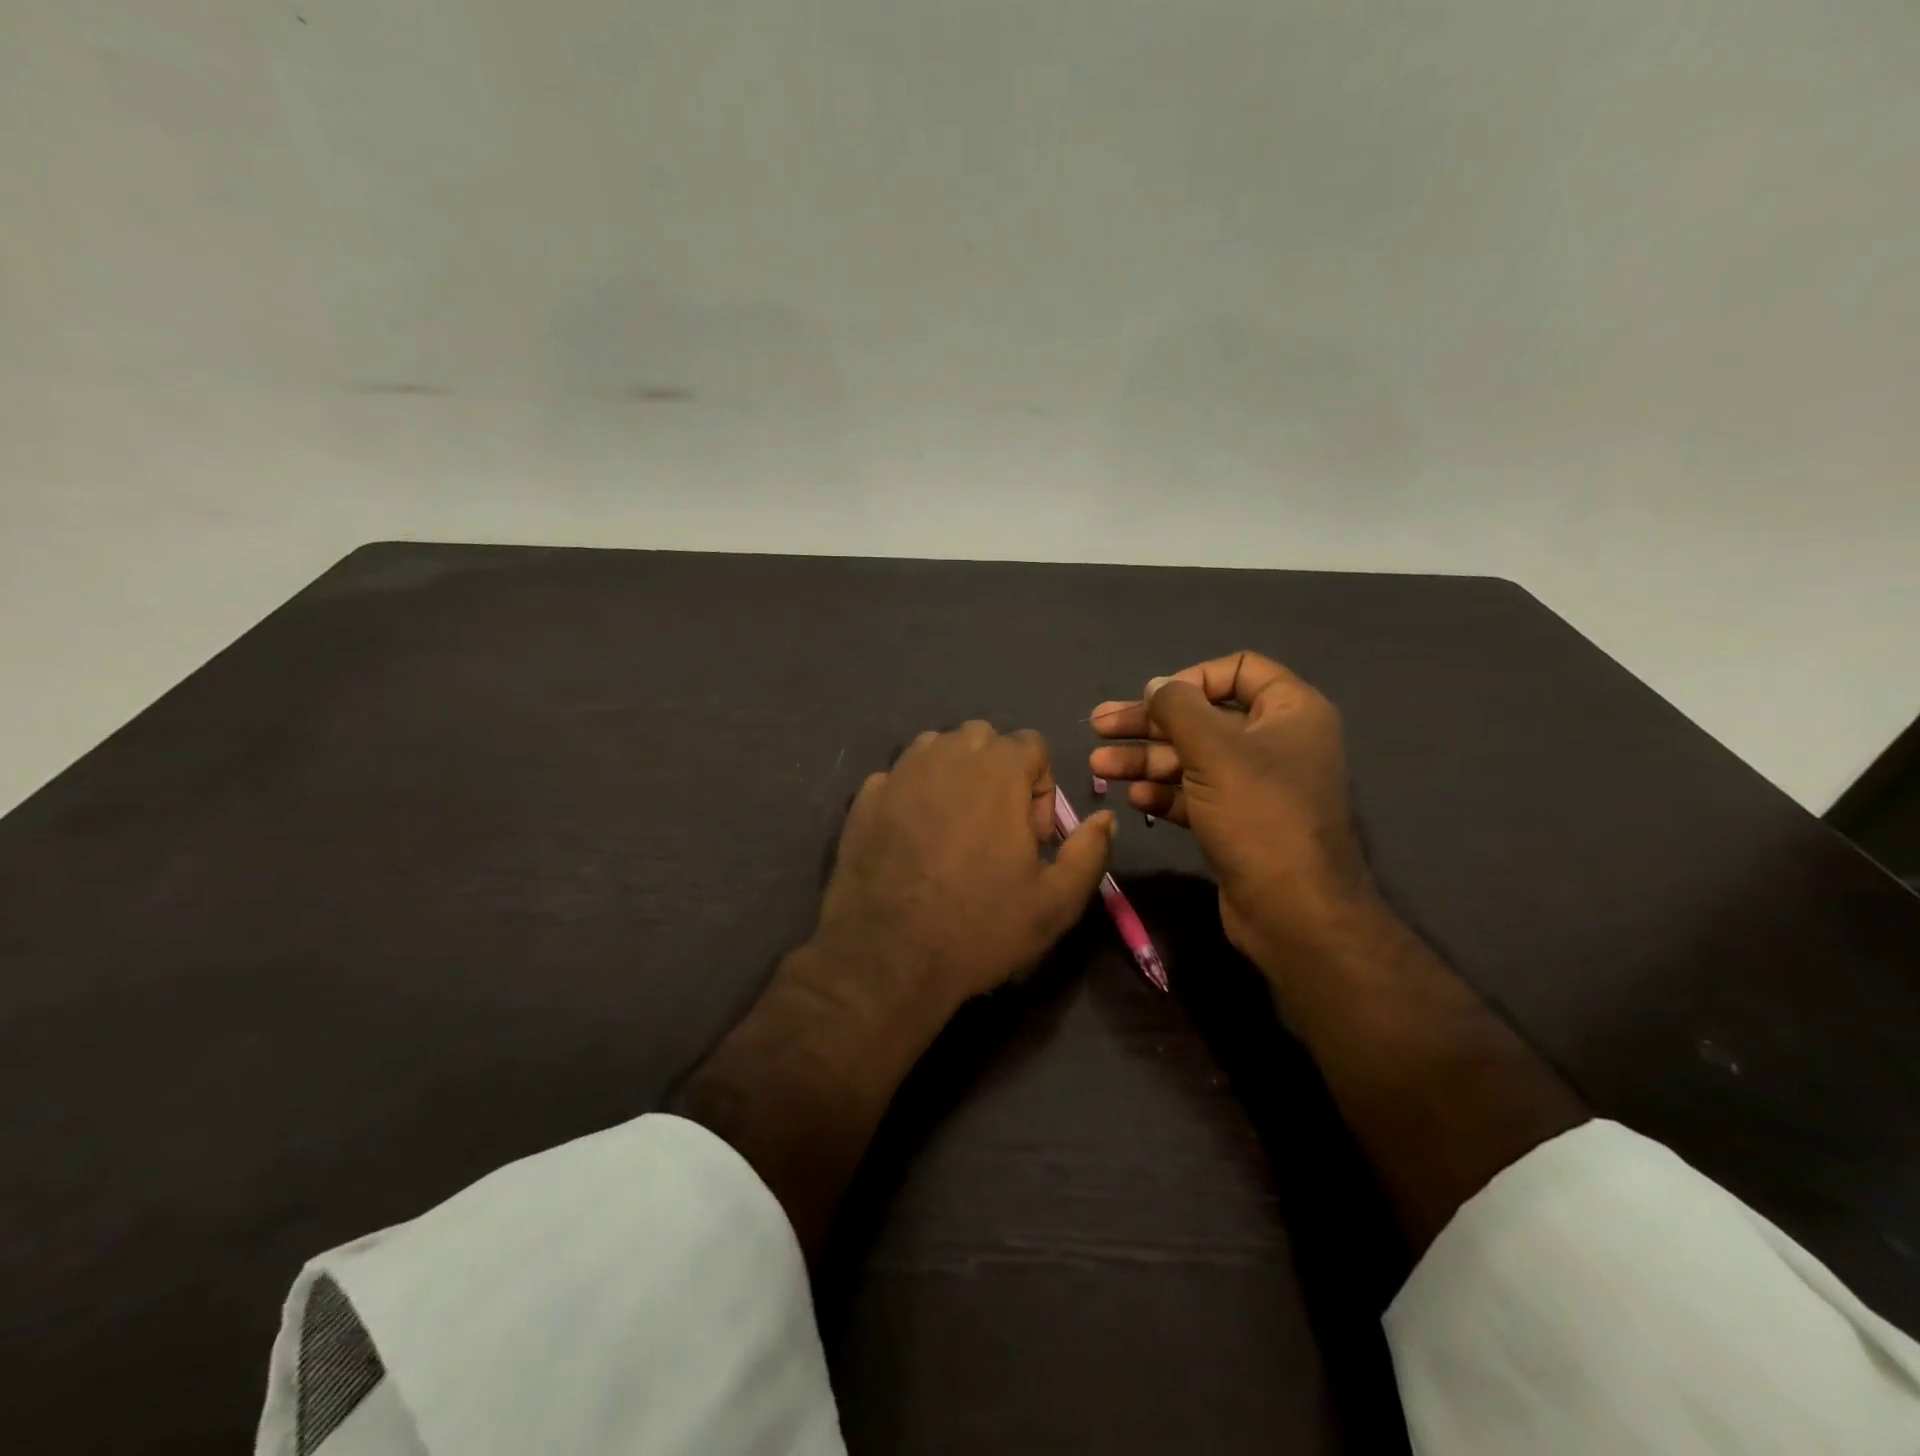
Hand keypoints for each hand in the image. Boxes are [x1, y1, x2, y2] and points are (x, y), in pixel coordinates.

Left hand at [808, 721, 1115, 1023]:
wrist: (888, 959)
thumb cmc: (980, 928)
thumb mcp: (1056, 902)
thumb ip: (1090, 851)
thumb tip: (1106, 817)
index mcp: (997, 771)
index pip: (1031, 744)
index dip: (1040, 787)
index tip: (1030, 836)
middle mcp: (946, 757)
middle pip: (982, 738)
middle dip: (998, 772)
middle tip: (995, 828)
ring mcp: (899, 774)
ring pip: (936, 749)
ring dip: (954, 775)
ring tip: (953, 829)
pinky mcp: (864, 799)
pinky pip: (898, 777)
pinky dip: (912, 795)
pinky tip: (912, 840)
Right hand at [1089, 652, 1372, 960]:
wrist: (1293, 910)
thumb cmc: (1259, 815)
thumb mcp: (1214, 750)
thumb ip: (1178, 708)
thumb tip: (1156, 686)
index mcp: (1290, 711)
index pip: (1238, 670)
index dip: (1190, 678)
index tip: (1153, 698)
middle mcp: (1275, 742)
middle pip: (1203, 717)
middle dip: (1148, 724)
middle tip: (1098, 726)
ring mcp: (1256, 785)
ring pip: (1192, 759)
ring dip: (1145, 760)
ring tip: (1098, 766)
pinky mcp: (1237, 822)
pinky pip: (1195, 794)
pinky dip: (1164, 793)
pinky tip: (1134, 798)